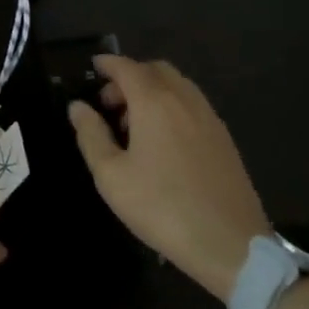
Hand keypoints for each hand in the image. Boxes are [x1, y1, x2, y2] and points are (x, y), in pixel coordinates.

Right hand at [68, 54, 271, 299]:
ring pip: (178, 86)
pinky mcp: (224, 139)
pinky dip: (172, 106)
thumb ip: (91, 135)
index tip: (93, 66)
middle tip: (110, 104)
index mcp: (155, 103)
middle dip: (130, 77)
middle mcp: (185, 101)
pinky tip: (163, 141)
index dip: (108, 64)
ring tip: (134, 126)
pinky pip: (193, 105)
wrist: (230, 245)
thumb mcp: (111, 176)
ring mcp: (209, 118)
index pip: (128, 68)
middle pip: (156, 70)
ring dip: (152, 91)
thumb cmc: (161, 207)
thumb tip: (78, 107)